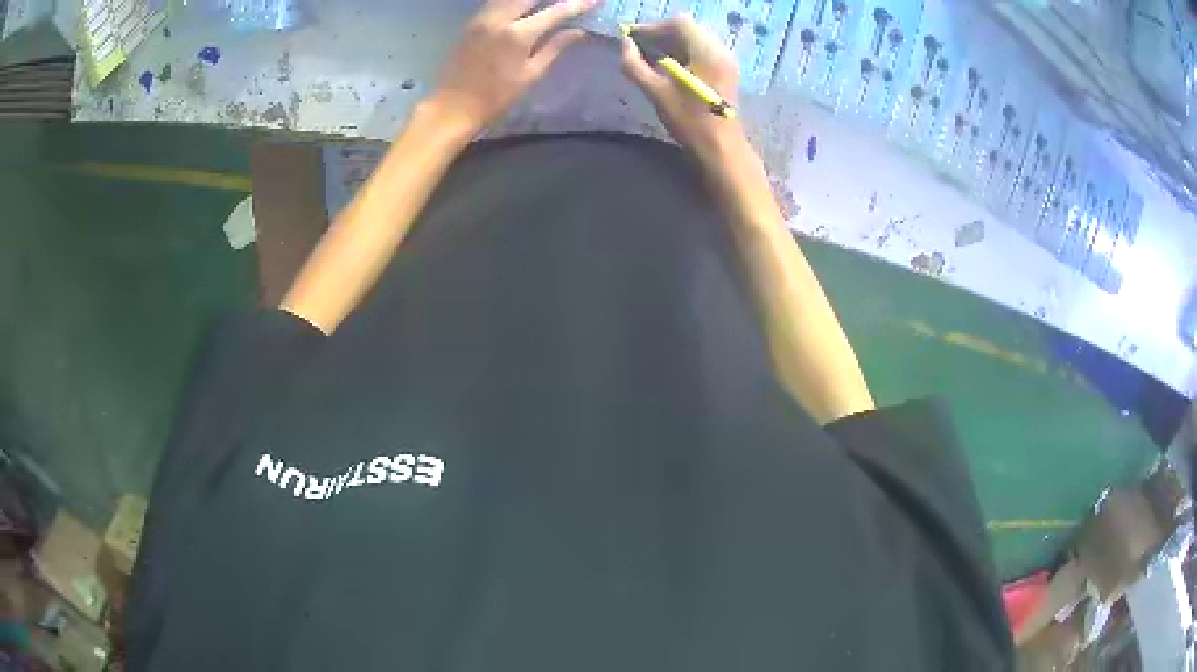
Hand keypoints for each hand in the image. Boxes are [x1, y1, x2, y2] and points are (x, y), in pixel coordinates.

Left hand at [429, 0, 597, 131]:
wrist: (452, 107)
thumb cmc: (495, 98)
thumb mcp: (530, 75)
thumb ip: (555, 48)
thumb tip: (580, 32)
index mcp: (518, 34)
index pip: (556, 12)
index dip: (578, 4)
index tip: (596, 0)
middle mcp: (499, 18)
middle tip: (571, 0)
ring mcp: (482, 18)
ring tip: (547, 2)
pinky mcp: (472, 22)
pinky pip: (497, 1)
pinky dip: (513, 1)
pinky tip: (524, 5)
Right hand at [620, 15, 741, 150]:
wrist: (721, 148)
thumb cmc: (689, 121)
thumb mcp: (656, 92)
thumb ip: (635, 65)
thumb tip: (625, 44)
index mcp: (707, 51)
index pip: (678, 23)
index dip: (652, 27)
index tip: (631, 37)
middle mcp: (720, 50)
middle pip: (687, 28)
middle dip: (661, 33)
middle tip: (638, 46)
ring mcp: (726, 60)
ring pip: (694, 38)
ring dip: (671, 42)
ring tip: (649, 56)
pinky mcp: (726, 71)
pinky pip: (701, 50)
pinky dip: (682, 51)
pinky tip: (667, 65)